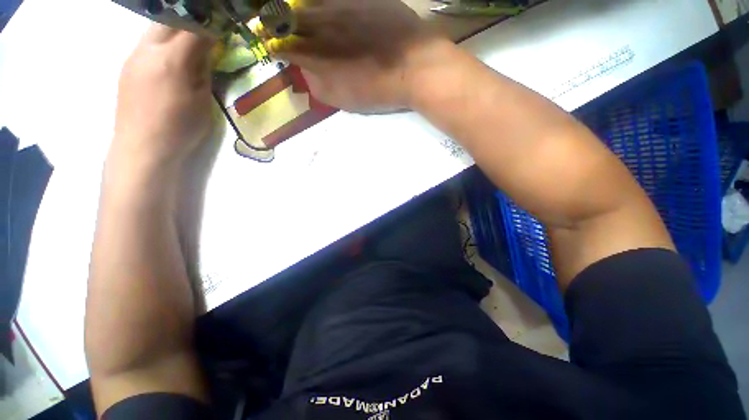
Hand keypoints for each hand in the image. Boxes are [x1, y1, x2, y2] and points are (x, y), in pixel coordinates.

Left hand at [111, 24, 214, 166]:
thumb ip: (203, 66)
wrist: (138, 157)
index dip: (214, 22)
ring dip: (174, 28)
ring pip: (159, 26)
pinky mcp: (126, 67)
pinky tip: (164, 58)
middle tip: (202, 30)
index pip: (199, 23)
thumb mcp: (201, 99)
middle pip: (175, 16)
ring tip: (182, 43)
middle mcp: (149, 51)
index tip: (222, 27)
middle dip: (192, 19)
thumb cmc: (175, 133)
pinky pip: (147, 41)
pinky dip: (160, 41)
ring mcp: (134, 58)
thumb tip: (206, 45)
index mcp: (171, 59)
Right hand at [259, 0, 454, 113]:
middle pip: (288, 18)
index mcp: (311, 51)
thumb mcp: (337, 97)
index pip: (279, 44)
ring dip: (301, 8)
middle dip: (279, 21)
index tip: (274, 44)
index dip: (274, 43)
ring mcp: (342, 7)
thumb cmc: (379, 87)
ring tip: (299, 11)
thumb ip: (313, 80)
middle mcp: (320, 24)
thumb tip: (304, 65)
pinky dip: (329, 3)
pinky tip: (330, 7)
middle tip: (278, 22)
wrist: (421, 66)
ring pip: (310, 2)